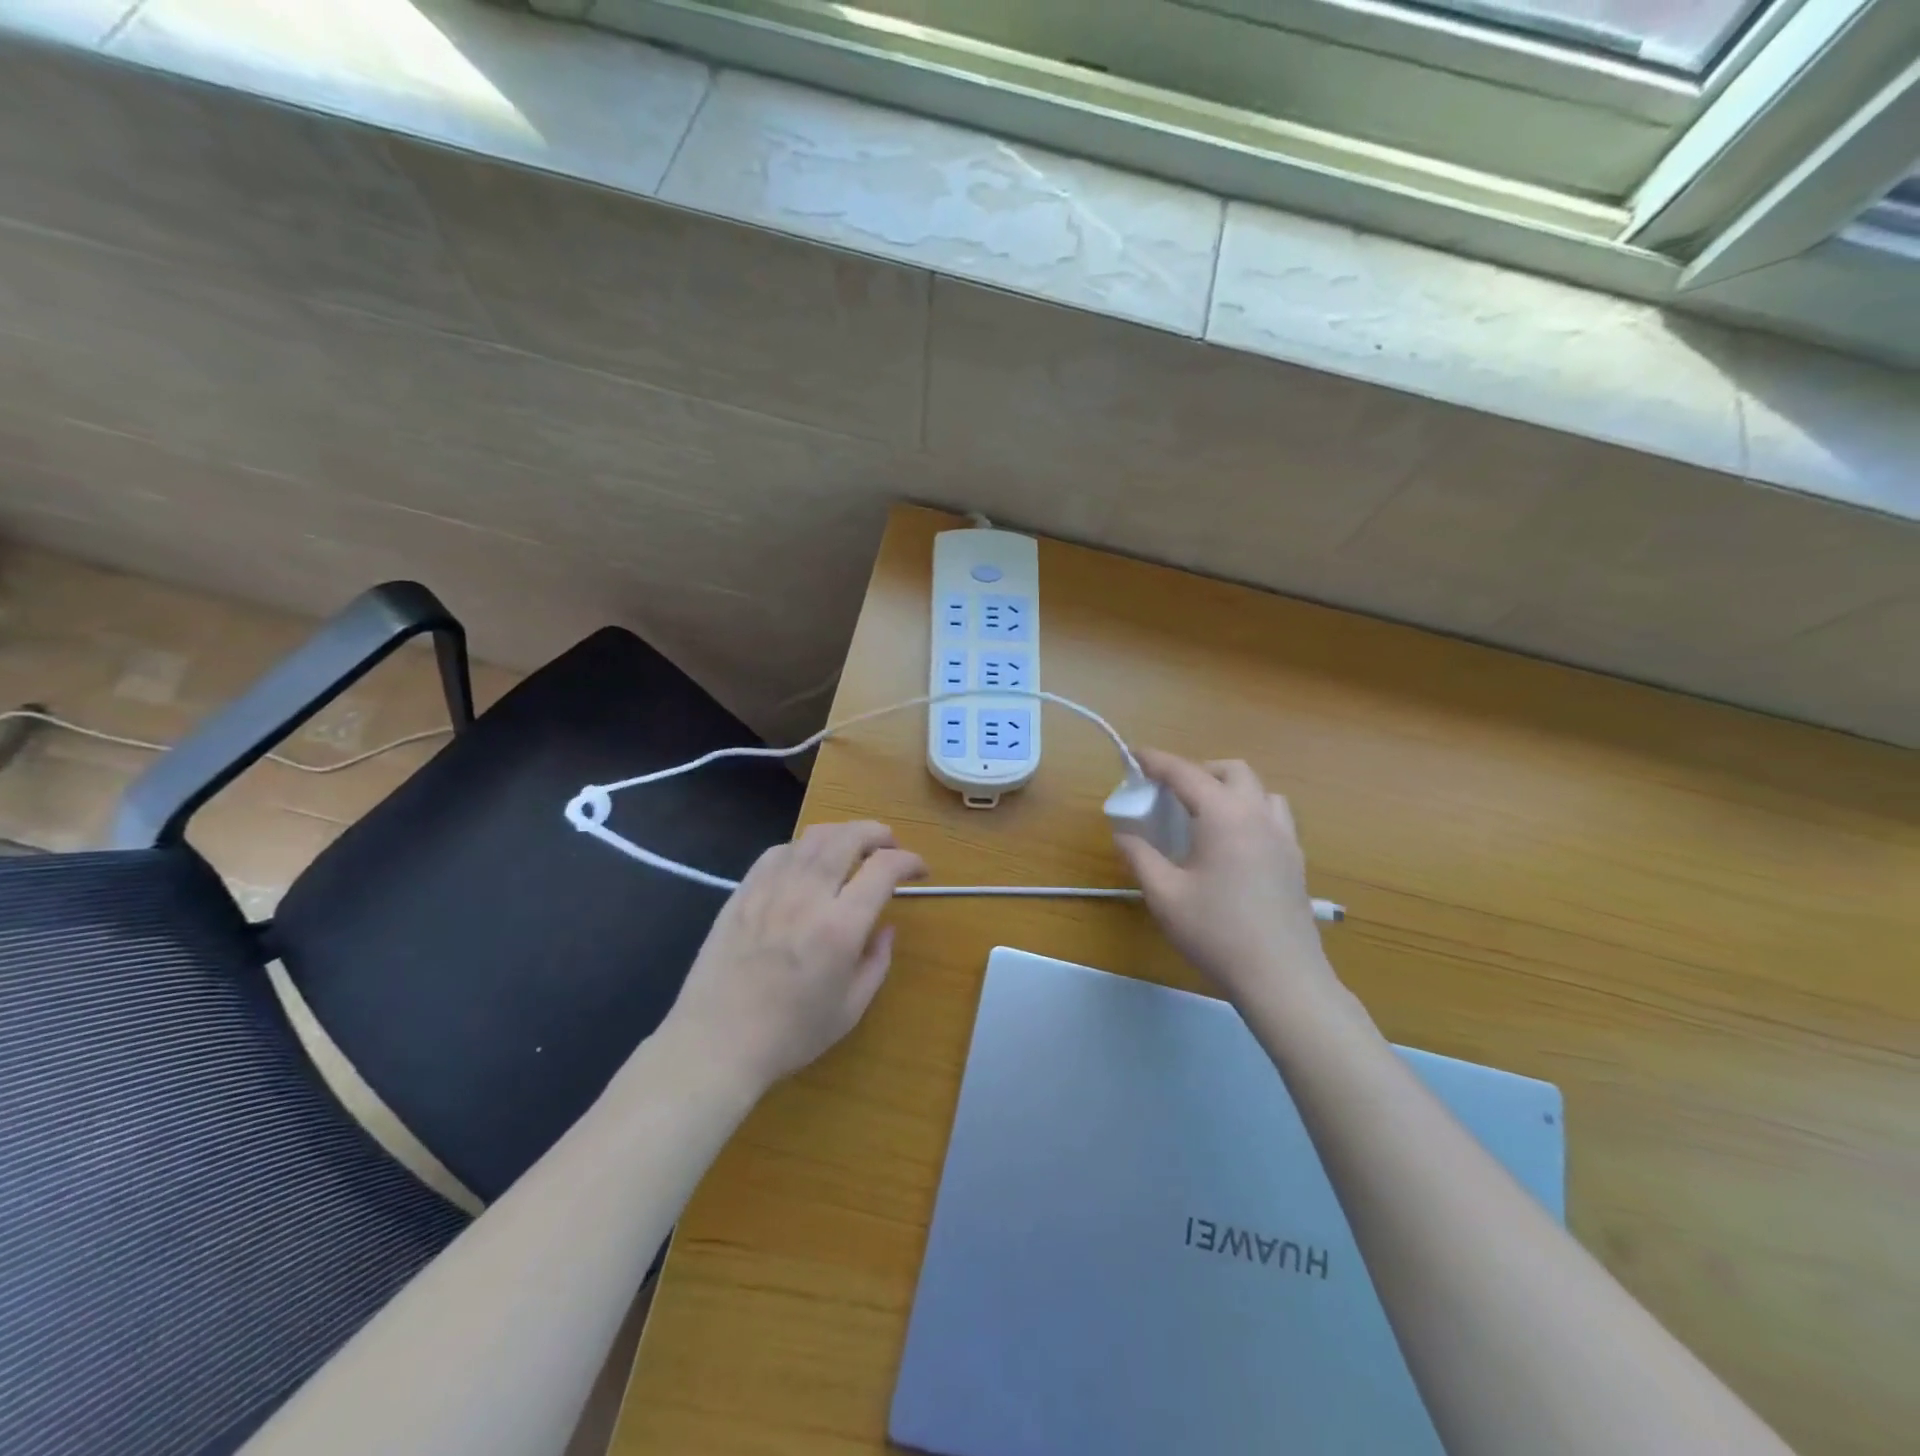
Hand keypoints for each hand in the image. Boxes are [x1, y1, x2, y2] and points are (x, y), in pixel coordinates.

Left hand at [664, 821, 925, 1093]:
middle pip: (847, 838)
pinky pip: (777, 852)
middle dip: (877, 833)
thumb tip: (885, 928)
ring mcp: (770, 890)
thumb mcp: (851, 1009)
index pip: (883, 869)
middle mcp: (807, 896)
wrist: (716, 1043)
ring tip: (853, 844)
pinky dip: (802, 847)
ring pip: (811, 837)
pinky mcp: (743, 892)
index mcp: (839, 927)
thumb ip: (876, 962)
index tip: (919, 870)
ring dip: (841, 833)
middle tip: (890, 843)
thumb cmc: (790, 1034)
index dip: (908, 861)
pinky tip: (807, 860)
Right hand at [1113, 750, 1337, 1009]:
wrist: (1281, 977)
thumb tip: (1124, 835)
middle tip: (1170, 791)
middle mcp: (1258, 815)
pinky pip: (1273, 816)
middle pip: (1231, 771)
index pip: (1186, 773)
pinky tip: (1232, 843)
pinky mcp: (1295, 860)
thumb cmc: (1216, 932)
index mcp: (1224, 816)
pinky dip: (1249, 811)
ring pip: (1259, 790)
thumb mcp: (1164, 895)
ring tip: (1205, 812)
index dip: (1156, 761)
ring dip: (1230, 788)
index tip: (1133, 755)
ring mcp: (1284, 837)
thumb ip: (1140, 857)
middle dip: (1198, 770)